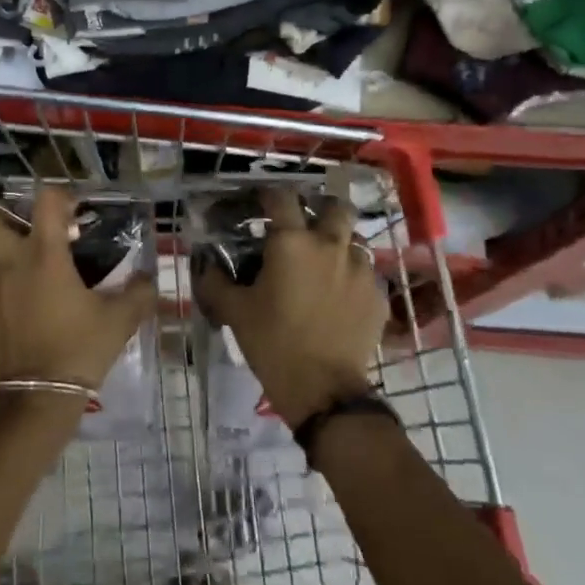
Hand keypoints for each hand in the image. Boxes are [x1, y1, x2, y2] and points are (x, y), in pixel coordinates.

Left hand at [0, 186, 156, 392]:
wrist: (35, 401)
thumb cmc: (78, 350)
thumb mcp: (119, 321)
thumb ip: (138, 294)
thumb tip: (150, 279)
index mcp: (43, 255)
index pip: (45, 199)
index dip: (60, 196)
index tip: (73, 213)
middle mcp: (7, 264)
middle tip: (25, 230)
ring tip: (19, 266)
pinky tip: (15, 312)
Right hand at [194, 189, 386, 428]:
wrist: (323, 389)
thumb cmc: (273, 343)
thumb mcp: (234, 311)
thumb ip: (216, 282)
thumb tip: (206, 264)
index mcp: (292, 243)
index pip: (282, 198)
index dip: (270, 195)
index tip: (262, 202)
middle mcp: (330, 246)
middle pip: (336, 207)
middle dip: (322, 209)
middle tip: (307, 226)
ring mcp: (360, 270)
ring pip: (355, 240)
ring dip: (341, 245)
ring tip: (326, 264)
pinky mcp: (378, 296)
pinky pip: (367, 274)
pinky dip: (353, 277)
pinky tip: (342, 297)